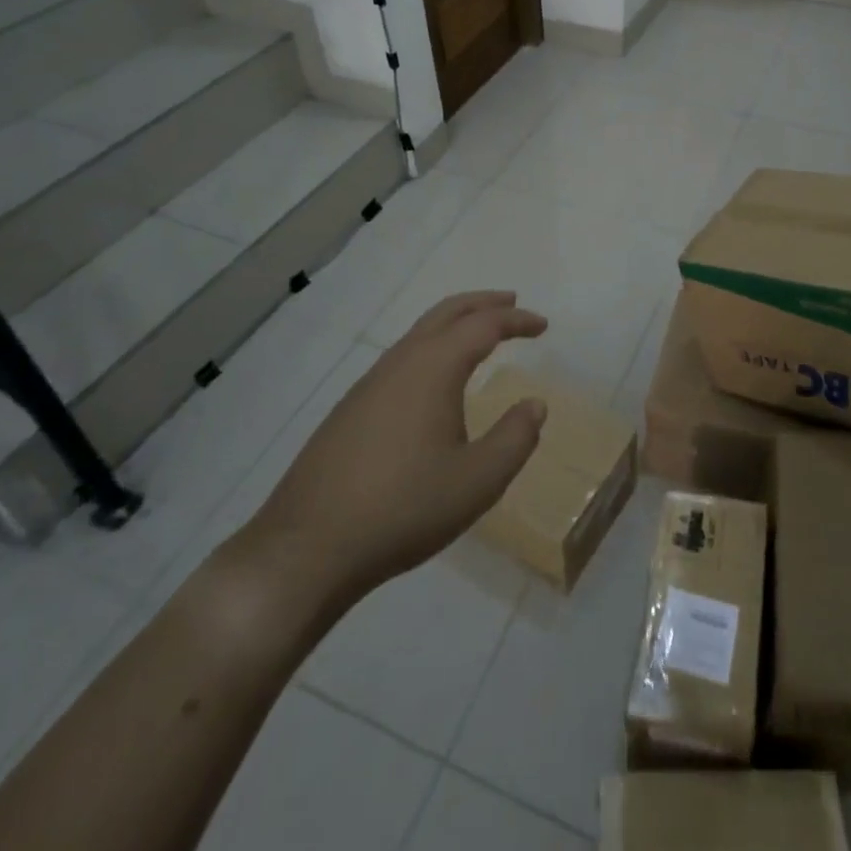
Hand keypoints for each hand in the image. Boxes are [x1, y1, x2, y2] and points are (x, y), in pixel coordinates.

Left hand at [232, 291, 548, 616]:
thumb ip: (515, 439)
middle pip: (446, 313)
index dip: (517, 320)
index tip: (543, 325)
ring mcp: (369, 384)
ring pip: (419, 334)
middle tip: (512, 303)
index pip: (483, 325)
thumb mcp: (477, 482)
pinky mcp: (350, 409)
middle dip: (482, 304)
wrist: (307, 547)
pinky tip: (435, 383)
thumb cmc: (403, 508)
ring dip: (453, 324)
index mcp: (433, 368)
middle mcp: (400, 362)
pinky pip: (401, 359)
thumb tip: (535, 404)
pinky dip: (431, 349)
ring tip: (478, 337)